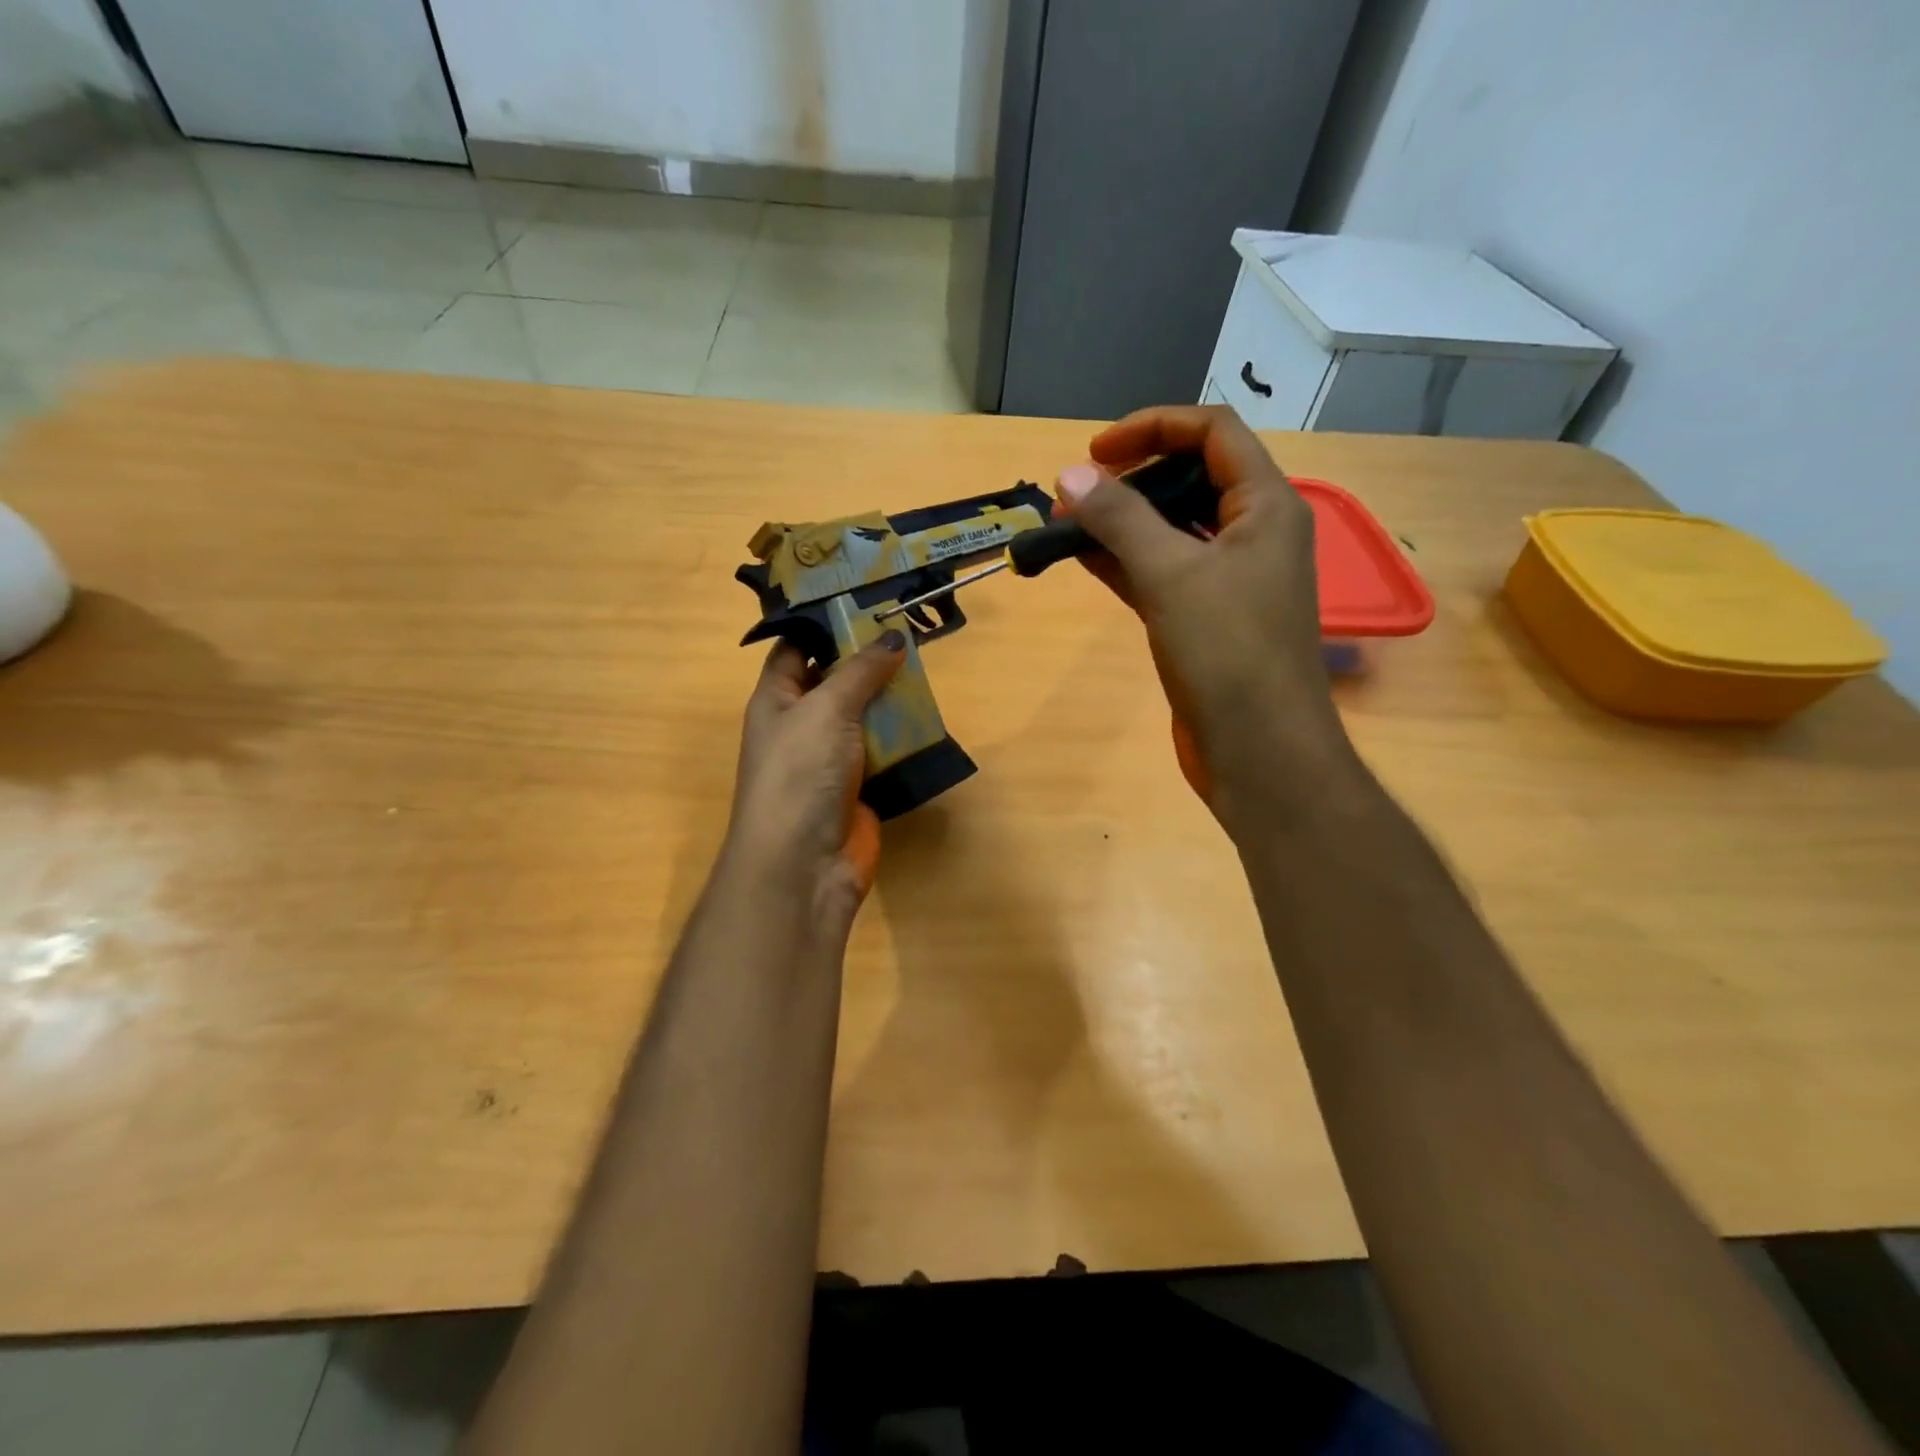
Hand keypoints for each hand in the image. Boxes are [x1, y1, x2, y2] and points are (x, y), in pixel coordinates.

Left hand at [719, 633, 905, 939]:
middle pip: (837, 679)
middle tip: (911, 627)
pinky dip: (904, 735)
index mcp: (777, 698)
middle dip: (869, 657)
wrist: (804, 864)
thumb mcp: (827, 708)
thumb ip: (861, 670)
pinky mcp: (861, 785)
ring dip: (892, 696)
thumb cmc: (800, 772)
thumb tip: (893, 637)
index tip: (865, 599)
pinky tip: (931, 714)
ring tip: (928, 663)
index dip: (825, 622)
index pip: (796, 647)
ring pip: (866, 715)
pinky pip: (885, 750)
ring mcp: (832, 757)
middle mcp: (802, 723)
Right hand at [1057, 404, 1353, 816]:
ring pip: (1173, 530)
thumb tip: (1070, 475)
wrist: (1259, 751)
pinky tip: (1085, 560)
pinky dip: (1126, 562)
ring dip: (1123, 523)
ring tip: (1067, 526)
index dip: (1153, 427)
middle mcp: (1253, 534)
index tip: (1095, 452)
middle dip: (1131, 477)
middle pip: (1192, 478)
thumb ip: (1120, 520)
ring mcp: (1231, 580)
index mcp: (1266, 506)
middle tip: (1076, 494)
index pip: (1213, 433)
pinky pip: (1163, 572)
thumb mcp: (1171, 575)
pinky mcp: (1207, 619)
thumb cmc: (1228, 652)